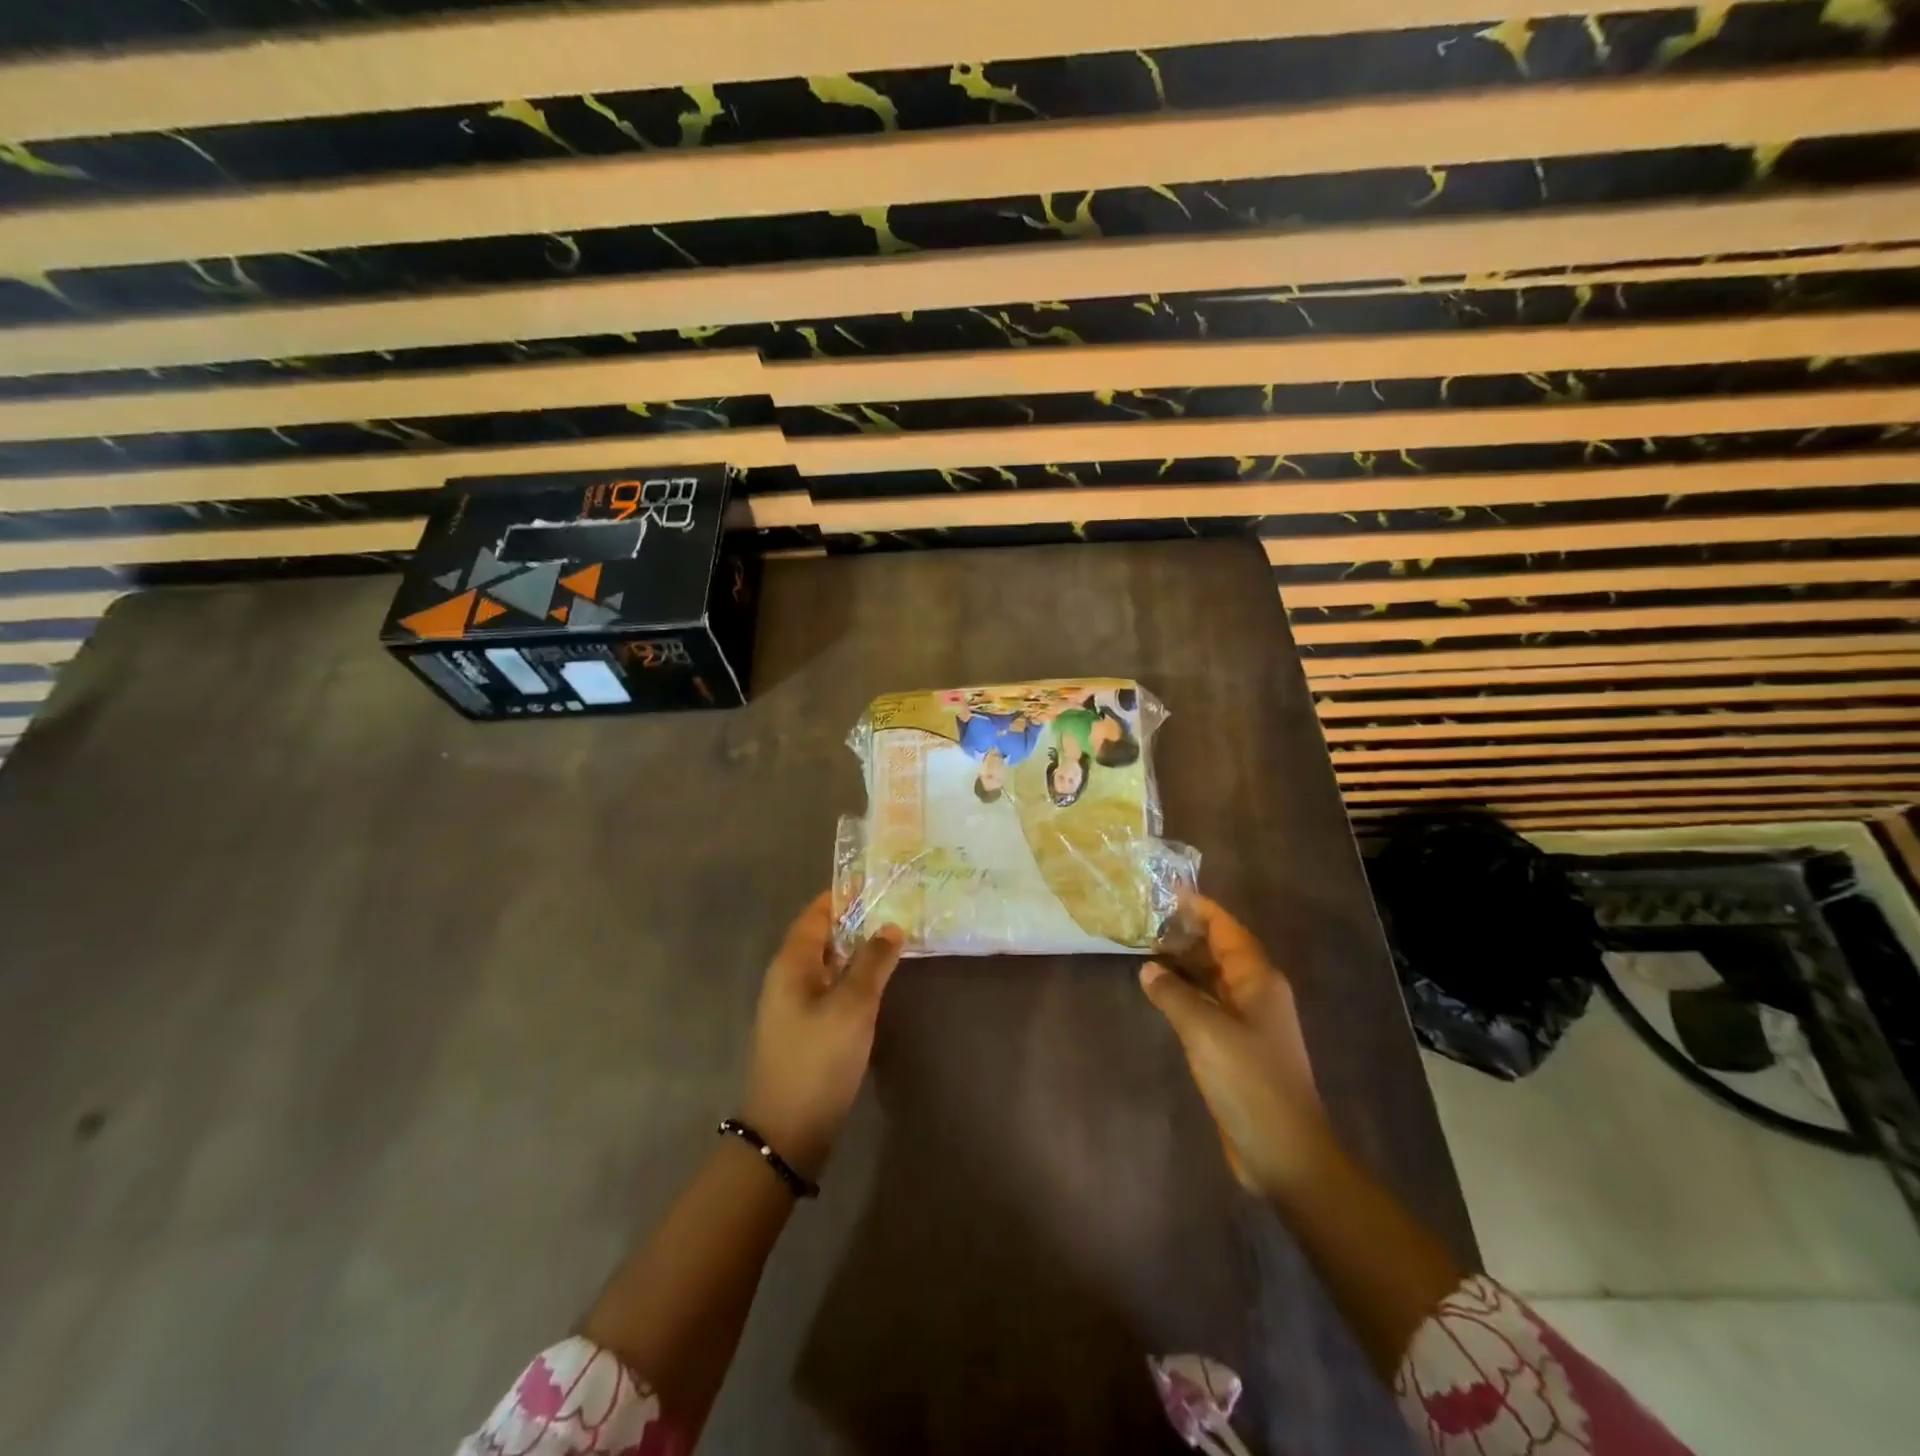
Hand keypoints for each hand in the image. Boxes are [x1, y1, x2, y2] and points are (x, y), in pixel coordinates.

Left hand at [741, 892, 903, 1181]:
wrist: (787, 1131)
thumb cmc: (818, 1059)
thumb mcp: (852, 1006)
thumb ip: (873, 962)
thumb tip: (890, 926)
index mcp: (792, 963)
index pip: (816, 913)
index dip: (843, 894)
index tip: (876, 880)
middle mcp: (788, 977)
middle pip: (823, 935)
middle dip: (855, 918)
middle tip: (895, 905)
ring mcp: (795, 1004)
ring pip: (829, 962)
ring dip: (857, 947)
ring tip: (894, 935)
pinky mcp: (806, 1028)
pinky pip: (831, 986)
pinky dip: (853, 974)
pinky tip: (878, 980)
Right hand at [1140, 897, 1331, 1199]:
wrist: (1285, 1152)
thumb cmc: (1250, 1082)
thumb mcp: (1205, 1031)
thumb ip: (1174, 995)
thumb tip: (1150, 969)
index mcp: (1259, 981)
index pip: (1228, 930)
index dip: (1202, 908)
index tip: (1170, 890)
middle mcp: (1257, 995)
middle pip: (1221, 951)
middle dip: (1188, 932)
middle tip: (1148, 917)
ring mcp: (1249, 1023)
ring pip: (1214, 979)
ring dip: (1186, 963)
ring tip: (1147, 947)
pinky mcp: (1238, 1048)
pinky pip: (1210, 1006)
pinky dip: (1187, 993)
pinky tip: (1161, 993)